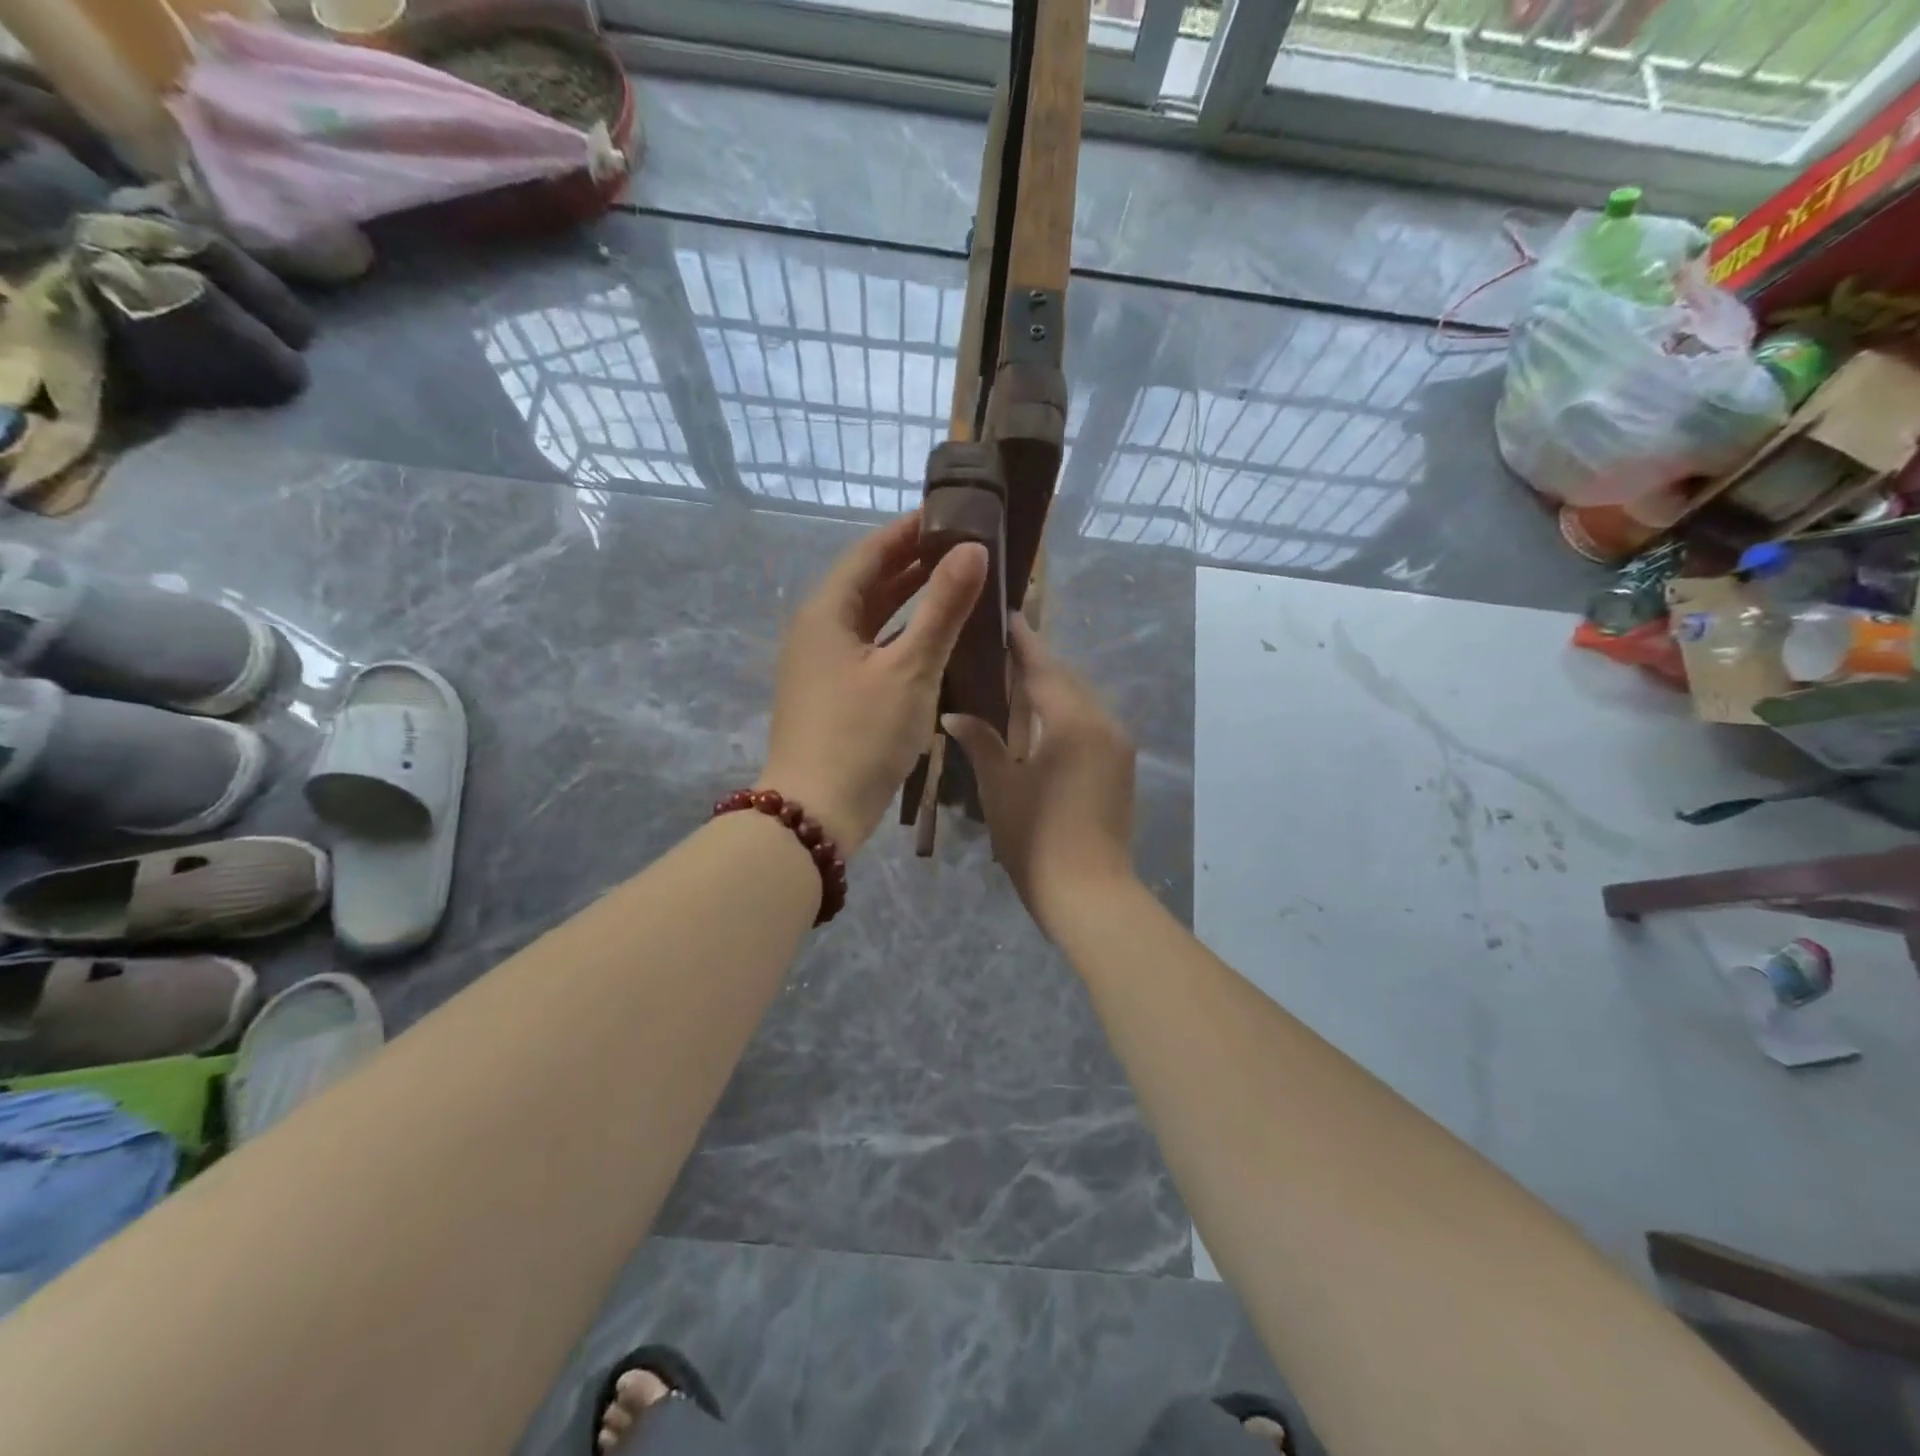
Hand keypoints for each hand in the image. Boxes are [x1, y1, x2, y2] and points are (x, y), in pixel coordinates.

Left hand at [760, 512, 986, 854]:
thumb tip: (973, 550)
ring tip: (952, 585)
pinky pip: (868, 648)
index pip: (869, 553)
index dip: (909, 531)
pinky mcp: (830, 694)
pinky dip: (898, 636)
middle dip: (911, 564)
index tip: (950, 516)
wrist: (816, 812)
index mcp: (826, 612)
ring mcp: (820, 665)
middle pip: (866, 584)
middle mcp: (816, 630)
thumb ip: (943, 608)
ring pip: (868, 619)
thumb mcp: (910, 669)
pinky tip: (929, 641)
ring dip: (906, 601)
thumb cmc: (862, 735)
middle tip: (960, 549)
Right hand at [943, 619, 1137, 935]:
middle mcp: (1103, 723)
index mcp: (1074, 722)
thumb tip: (954, 714)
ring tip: (1015, 678)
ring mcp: (1117, 746)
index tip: (1006, 615)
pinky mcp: (1120, 766)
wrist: (1089, 893)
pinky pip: (1090, 723)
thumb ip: (980, 742)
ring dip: (1051, 688)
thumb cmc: (1036, 838)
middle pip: (1067, 680)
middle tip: (1002, 646)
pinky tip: (1040, 718)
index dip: (1023, 642)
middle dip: (1037, 663)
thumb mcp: (1001, 787)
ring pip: (1081, 701)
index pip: (1044, 668)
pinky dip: (1065, 712)